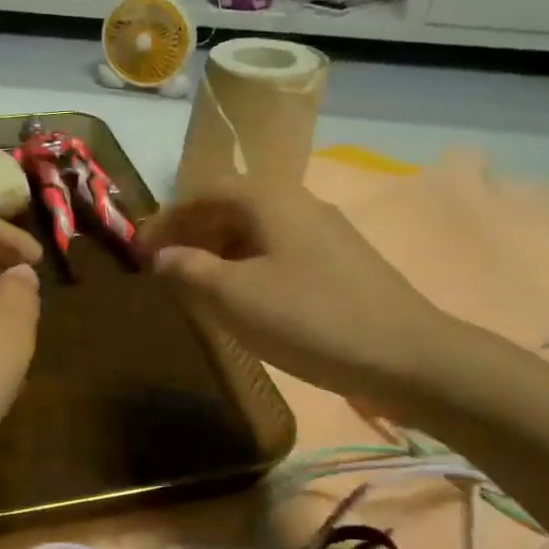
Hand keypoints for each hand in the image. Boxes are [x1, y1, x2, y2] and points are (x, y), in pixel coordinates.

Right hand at [137, 179, 449, 403]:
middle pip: (232, 207)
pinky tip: (246, 300)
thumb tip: (161, 255)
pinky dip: (249, 266)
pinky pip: (280, 252)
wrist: (407, 356)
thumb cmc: (309, 318)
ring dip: (220, 252)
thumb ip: (188, 270)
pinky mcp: (342, 263)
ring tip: (198, 286)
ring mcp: (326, 233)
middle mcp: (298, 203)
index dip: (168, 218)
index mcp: (269, 199)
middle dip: (193, 233)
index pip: (205, 191)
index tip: (141, 249)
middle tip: (165, 268)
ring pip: (258, 231)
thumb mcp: (233, 296)